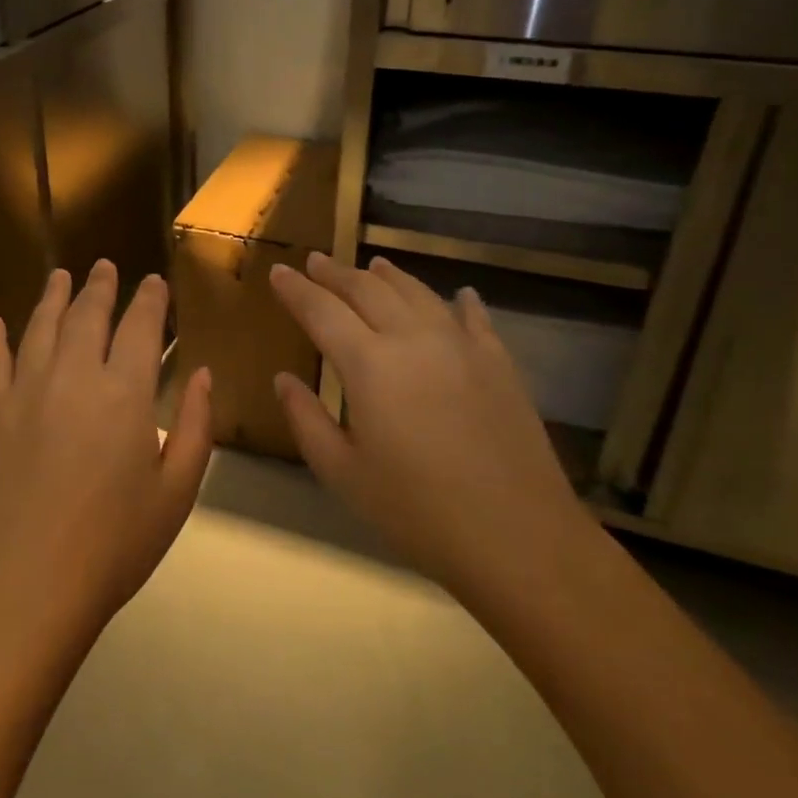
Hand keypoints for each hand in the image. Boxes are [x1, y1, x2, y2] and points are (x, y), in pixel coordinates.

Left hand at [0, 261, 213, 648]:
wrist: (30, 585)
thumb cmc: (115, 544)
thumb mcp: (178, 491)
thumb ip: (197, 426)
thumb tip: (202, 375)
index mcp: (125, 393)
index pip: (141, 327)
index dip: (149, 300)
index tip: (154, 282)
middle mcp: (75, 376)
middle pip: (88, 315)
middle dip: (100, 287)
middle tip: (104, 267)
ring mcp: (26, 391)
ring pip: (41, 326)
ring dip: (53, 297)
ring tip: (60, 276)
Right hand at [268, 253, 597, 611]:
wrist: (518, 537)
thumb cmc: (417, 511)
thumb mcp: (342, 473)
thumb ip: (306, 419)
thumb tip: (283, 379)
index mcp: (368, 364)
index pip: (321, 310)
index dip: (296, 289)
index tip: (278, 272)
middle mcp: (412, 338)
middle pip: (367, 289)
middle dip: (335, 272)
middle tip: (315, 261)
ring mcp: (461, 345)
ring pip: (416, 292)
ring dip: (388, 276)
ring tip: (372, 265)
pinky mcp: (498, 362)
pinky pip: (473, 317)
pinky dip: (459, 301)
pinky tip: (459, 295)